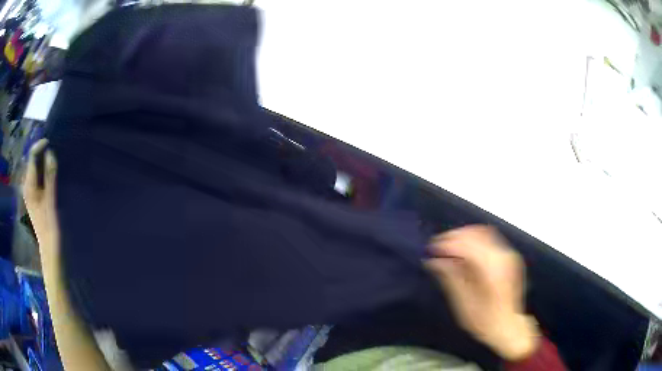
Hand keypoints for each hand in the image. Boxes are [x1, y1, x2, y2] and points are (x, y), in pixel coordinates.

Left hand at [23, 139, 59, 260]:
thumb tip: (50, 152)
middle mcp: (27, 186)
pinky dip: (43, 170)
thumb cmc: (50, 226)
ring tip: (53, 156)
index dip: (40, 146)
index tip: (51, 142)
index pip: (31, 157)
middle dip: (41, 151)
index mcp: (29, 186)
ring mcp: (30, 192)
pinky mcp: (34, 197)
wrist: (50, 249)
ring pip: (34, 168)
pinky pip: (37, 177)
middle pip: (32, 161)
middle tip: (53, 146)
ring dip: (42, 160)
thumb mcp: (51, 200)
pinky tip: (50, 172)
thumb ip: (50, 176)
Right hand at [424, 225, 539, 360]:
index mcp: (491, 270)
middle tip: (437, 245)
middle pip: (475, 235)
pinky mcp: (510, 256)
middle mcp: (502, 257)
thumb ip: (450, 278)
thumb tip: (434, 261)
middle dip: (454, 237)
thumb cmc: (483, 320)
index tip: (432, 248)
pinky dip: (474, 239)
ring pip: (483, 233)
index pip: (467, 246)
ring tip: (448, 245)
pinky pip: (490, 239)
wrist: (507, 326)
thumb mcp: (462, 303)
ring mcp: (508, 255)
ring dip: (464, 236)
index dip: (447, 244)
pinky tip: (464, 248)